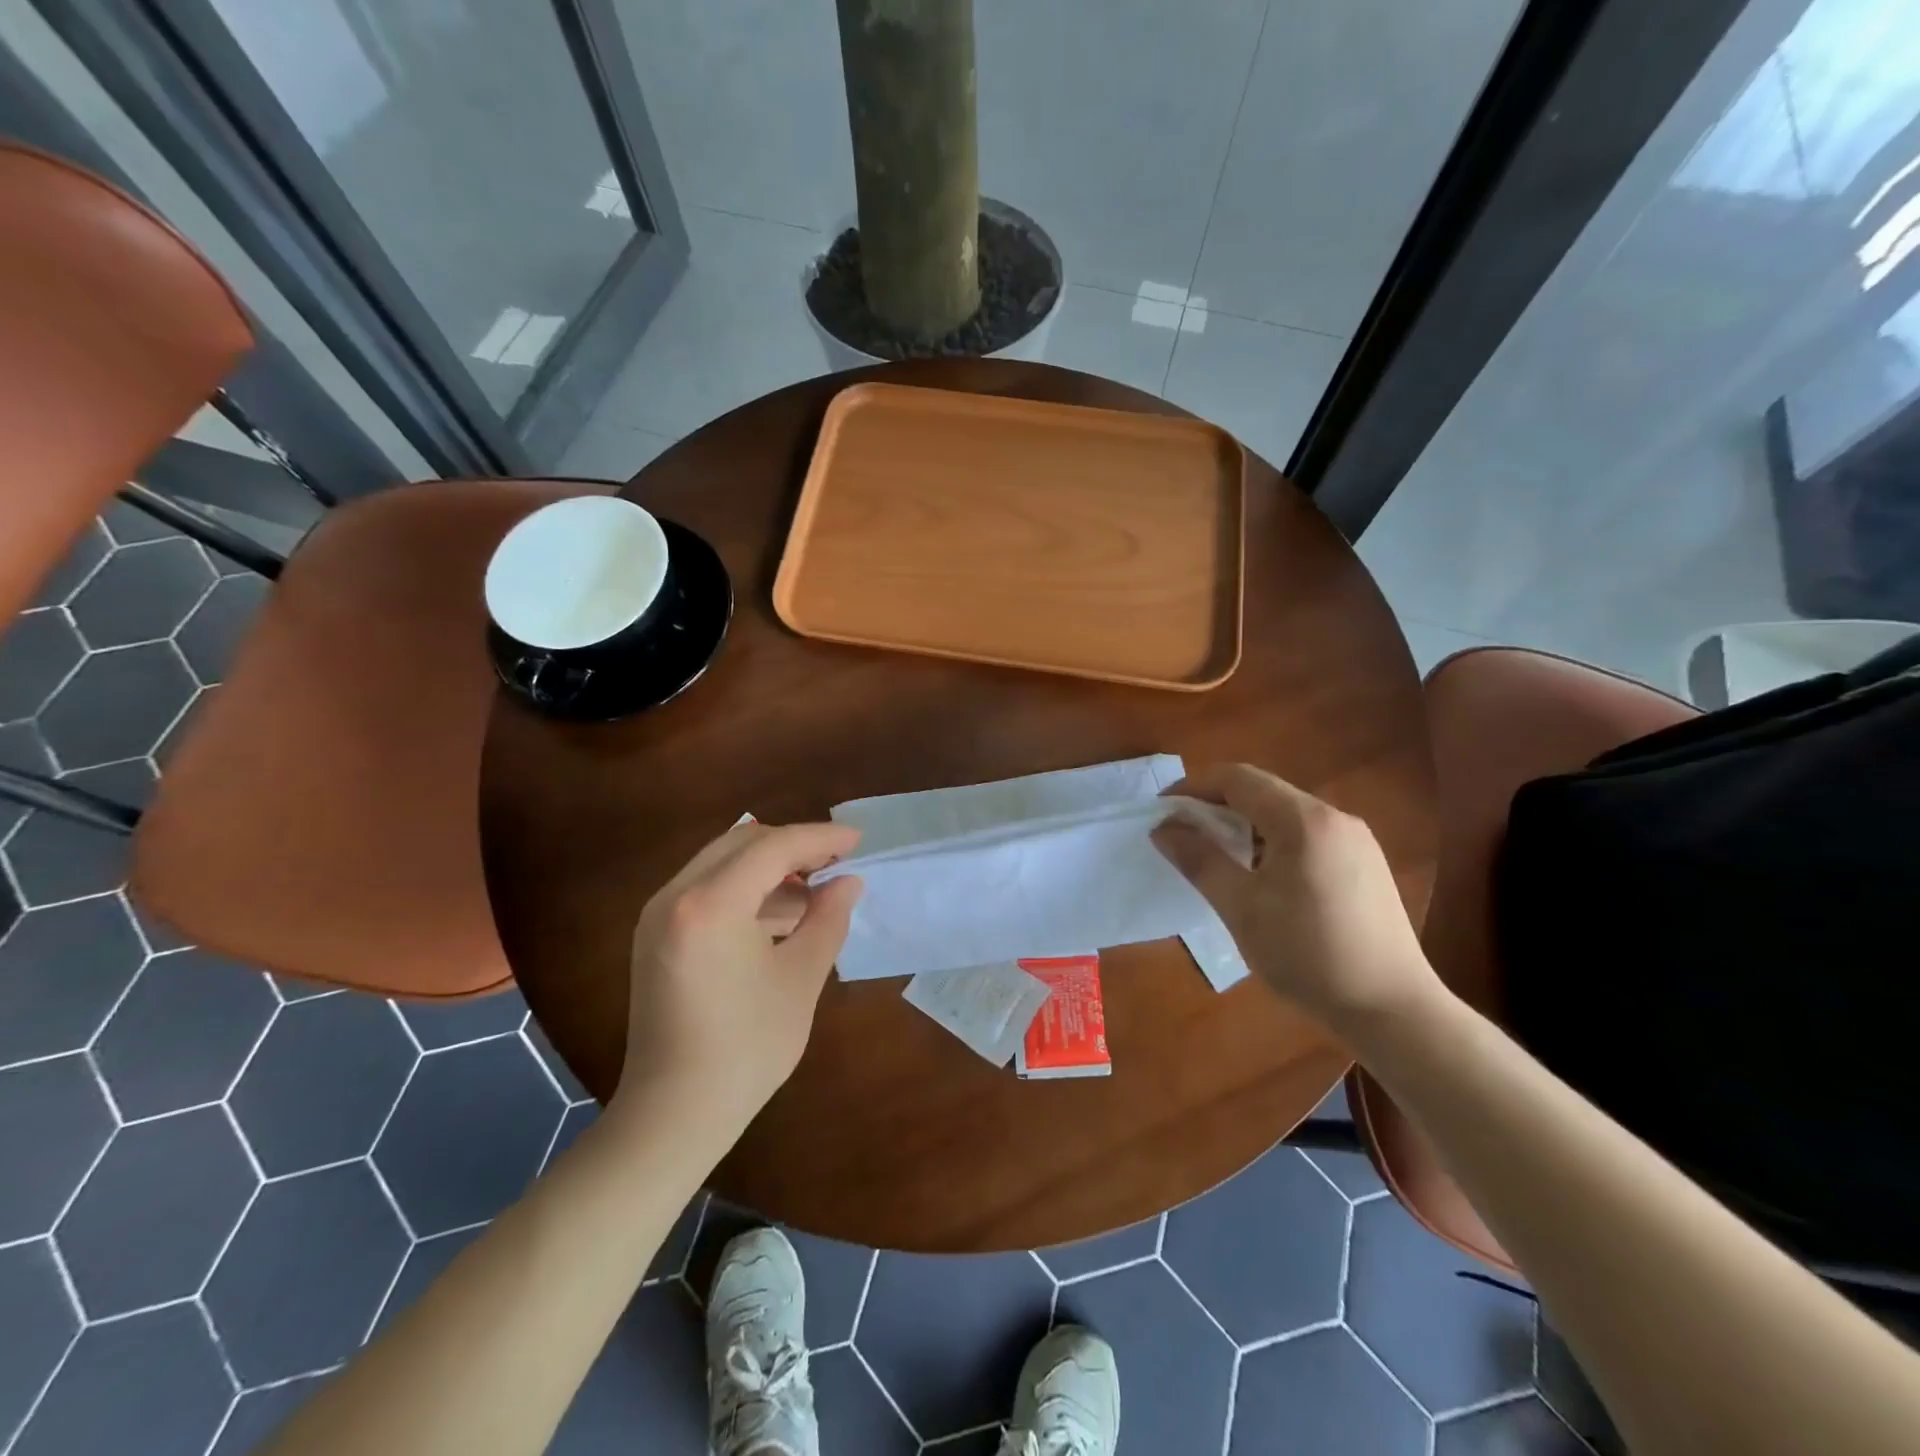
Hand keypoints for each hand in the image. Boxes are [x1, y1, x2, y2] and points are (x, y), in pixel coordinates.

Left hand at [615, 821, 863, 1130]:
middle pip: (742, 844)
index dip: (819, 840)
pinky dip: (744, 889)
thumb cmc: (746, 1049)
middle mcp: (675, 896)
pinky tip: (779, 914)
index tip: (857, 841)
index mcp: (710, 905)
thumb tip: (848, 882)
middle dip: (793, 846)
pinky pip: (706, 889)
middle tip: (836, 862)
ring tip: (814, 890)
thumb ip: (827, 919)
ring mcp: (658, 915)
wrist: (673, 1114)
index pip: (773, 847)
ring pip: (722, 862)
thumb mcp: (800, 979)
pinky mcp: (655, 935)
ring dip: (769, 867)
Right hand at [1152, 764, 1438, 1031]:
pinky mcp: (1365, 864)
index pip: (1238, 779)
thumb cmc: (1308, 955)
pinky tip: (1262, 878)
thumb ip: (1200, 860)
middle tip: (1183, 836)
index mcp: (1304, 820)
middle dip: (1216, 807)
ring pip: (1285, 814)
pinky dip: (1272, 842)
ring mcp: (1355, 840)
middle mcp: (1334, 817)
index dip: (1193, 788)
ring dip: (1244, 826)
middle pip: (1263, 792)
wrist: (1393, 1010)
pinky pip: (1307, 836)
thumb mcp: (1241, 908)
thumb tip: (1163, 829)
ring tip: (1217, 859)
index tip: (1162, 812)